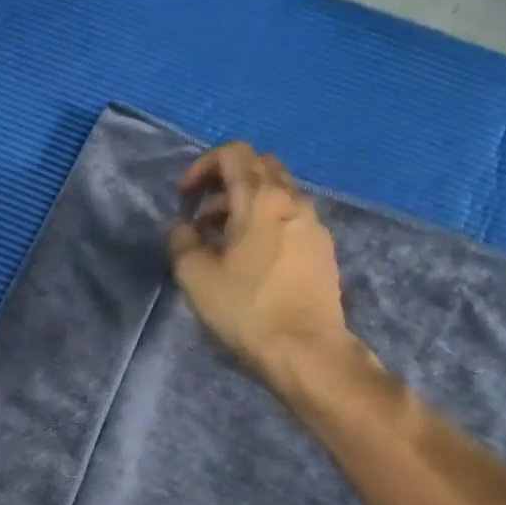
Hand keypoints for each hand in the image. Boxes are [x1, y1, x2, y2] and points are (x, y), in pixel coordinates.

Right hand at [168, 142, 366, 390]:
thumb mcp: (195, 276)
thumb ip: (181, 241)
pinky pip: (290, 217)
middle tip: (203, 212)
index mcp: (260, 199)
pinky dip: (266, 222)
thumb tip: (184, 228)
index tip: (186, 197)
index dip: (203, 166)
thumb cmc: (246, 309)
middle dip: (225, 180)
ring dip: (245, 203)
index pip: (234, 153)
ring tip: (222, 240)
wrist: (306, 350)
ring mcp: (314, 224)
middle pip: (260, 166)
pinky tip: (252, 258)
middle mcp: (293, 201)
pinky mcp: (323, 249)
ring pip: (277, 193)